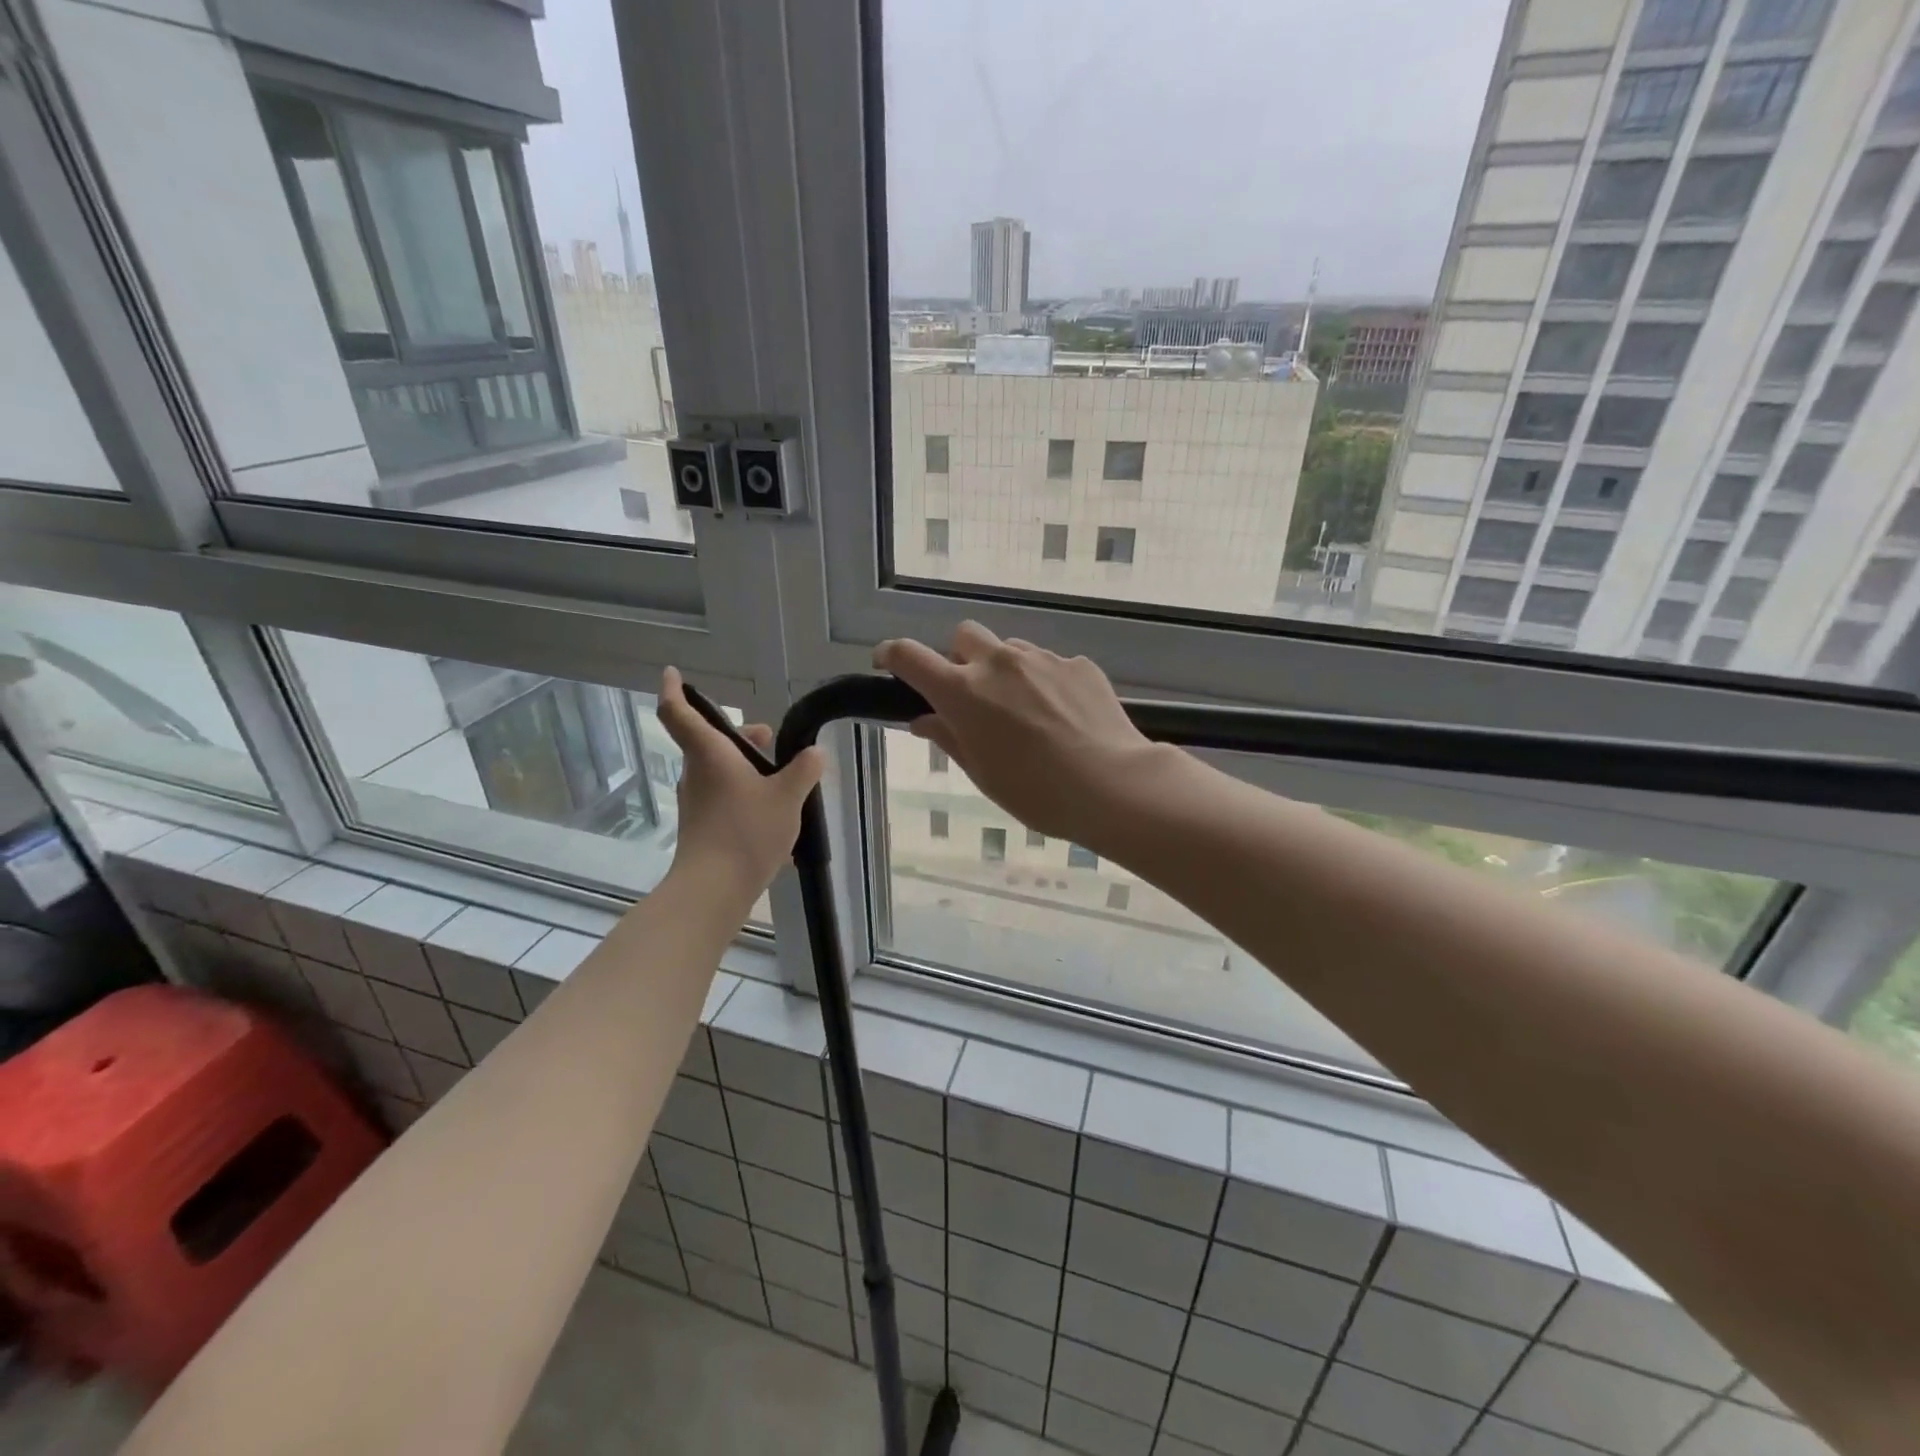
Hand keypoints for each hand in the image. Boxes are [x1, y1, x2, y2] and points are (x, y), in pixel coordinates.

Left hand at [656, 668, 823, 900]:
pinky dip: (745, 795)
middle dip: (739, 737)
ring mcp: (696, 802)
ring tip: (782, 780)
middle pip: (710, 742)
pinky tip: (775, 815)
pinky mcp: (701, 826)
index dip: (674, 690)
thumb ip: (804, 770)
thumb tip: (814, 753)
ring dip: (745, 767)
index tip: (672, 674)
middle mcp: (696, 773)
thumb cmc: (747, 831)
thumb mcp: (788, 797)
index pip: (679, 713)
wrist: (713, 888)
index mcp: (710, 754)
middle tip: (770, 740)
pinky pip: (723, 798)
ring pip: (718, 771)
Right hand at [875, 623, 1160, 844]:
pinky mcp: (1078, 664)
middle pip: (964, 636)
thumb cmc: (1036, 792)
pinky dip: (1043, 682)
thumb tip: (924, 720)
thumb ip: (949, 738)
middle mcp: (998, 663)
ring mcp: (1042, 659)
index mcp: (963, 692)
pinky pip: (1048, 664)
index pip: (909, 656)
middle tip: (972, 695)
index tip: (888, 663)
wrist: (1112, 785)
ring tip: (1025, 712)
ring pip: (1009, 650)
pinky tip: (1062, 717)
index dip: (891, 655)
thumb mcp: (982, 773)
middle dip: (959, 659)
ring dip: (1004, 671)